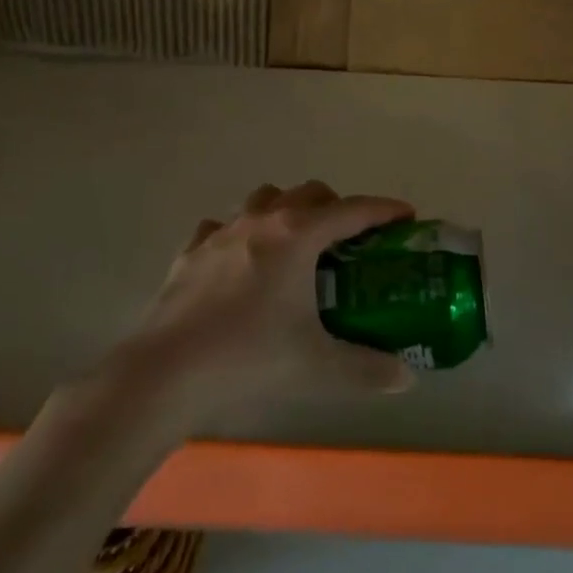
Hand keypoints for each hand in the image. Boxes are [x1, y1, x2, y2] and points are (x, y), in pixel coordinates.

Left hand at [128, 181, 416, 421]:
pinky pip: (221, 226)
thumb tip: (407, 379)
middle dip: (337, 206)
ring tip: (296, 242)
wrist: (165, 373)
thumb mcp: (317, 366)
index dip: (384, 210)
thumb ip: (368, 369)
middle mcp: (262, 221)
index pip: (353, 210)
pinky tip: (240, 258)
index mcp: (298, 236)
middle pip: (310, 193)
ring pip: (264, 198)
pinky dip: (239, 232)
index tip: (406, 215)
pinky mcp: (191, 252)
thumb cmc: (248, 358)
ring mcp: (222, 232)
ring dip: (287, 209)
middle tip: (351, 239)